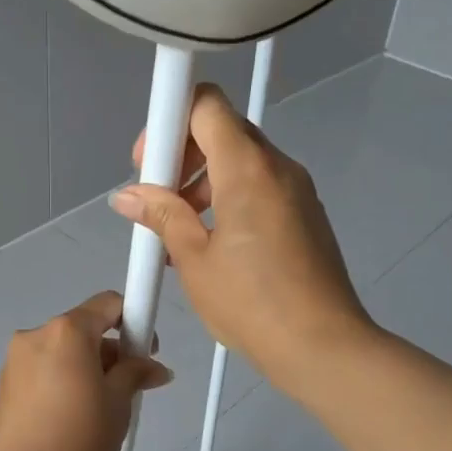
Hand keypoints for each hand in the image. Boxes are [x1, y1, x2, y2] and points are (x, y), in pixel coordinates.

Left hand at [0, 292, 172, 450]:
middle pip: (82, 329)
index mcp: (66, 331)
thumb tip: (154, 368)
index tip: (144, 350)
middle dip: (108, 350)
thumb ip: (136, 372)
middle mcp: (34, 335)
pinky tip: (71, 415)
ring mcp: (14, 360)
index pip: (107, 304)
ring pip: (60, 351)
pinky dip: (60, 380)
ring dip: (83, 366)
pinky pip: (41, 370)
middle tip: (127, 386)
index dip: (133, 320)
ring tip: (98, 407)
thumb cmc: (84, 436)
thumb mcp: (120, 401)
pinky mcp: (3, 385)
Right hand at [111, 84, 374, 394]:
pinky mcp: (306, 214)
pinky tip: (212, 245)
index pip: (206, 103)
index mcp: (248, 168)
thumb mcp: (195, 260)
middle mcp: (278, 167)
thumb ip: (162, 216)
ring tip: (181, 231)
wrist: (324, 347)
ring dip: (204, 181)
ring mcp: (297, 190)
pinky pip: (260, 187)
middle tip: (160, 198)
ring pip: (241, 161)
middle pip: (223, 130)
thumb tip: (128, 196)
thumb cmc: (251, 303)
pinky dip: (229, 199)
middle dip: (183, 155)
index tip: (150, 164)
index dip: (169, 120)